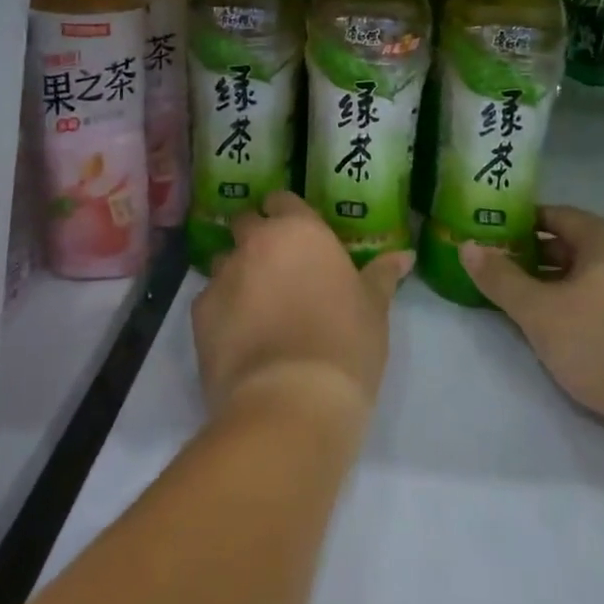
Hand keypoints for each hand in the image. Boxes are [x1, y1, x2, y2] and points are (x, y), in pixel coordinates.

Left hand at [192, 192, 413, 425]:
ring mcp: (223, 275)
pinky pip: (210, 299)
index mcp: (300, 230)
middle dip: (256, 238)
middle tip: (278, 269)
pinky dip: (222, 311)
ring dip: (238, 274)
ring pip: (224, 261)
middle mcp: (256, 242)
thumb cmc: (345, 344)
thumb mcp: (373, 309)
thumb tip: (404, 256)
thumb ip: (381, 275)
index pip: (282, 200)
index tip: (298, 236)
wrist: (291, 402)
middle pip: (246, 224)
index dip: (286, 215)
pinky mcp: (198, 312)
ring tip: (257, 308)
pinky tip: (239, 338)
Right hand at [460, 206, 603, 442]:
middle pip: (576, 243)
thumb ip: (501, 278)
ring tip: (525, 297)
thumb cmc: (601, 345)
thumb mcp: (539, 312)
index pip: (559, 215)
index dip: (524, 221)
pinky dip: (581, 299)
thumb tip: (468, 247)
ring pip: (593, 272)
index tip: (495, 233)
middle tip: (502, 266)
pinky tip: (563, 324)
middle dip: (537, 253)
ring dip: (558, 279)